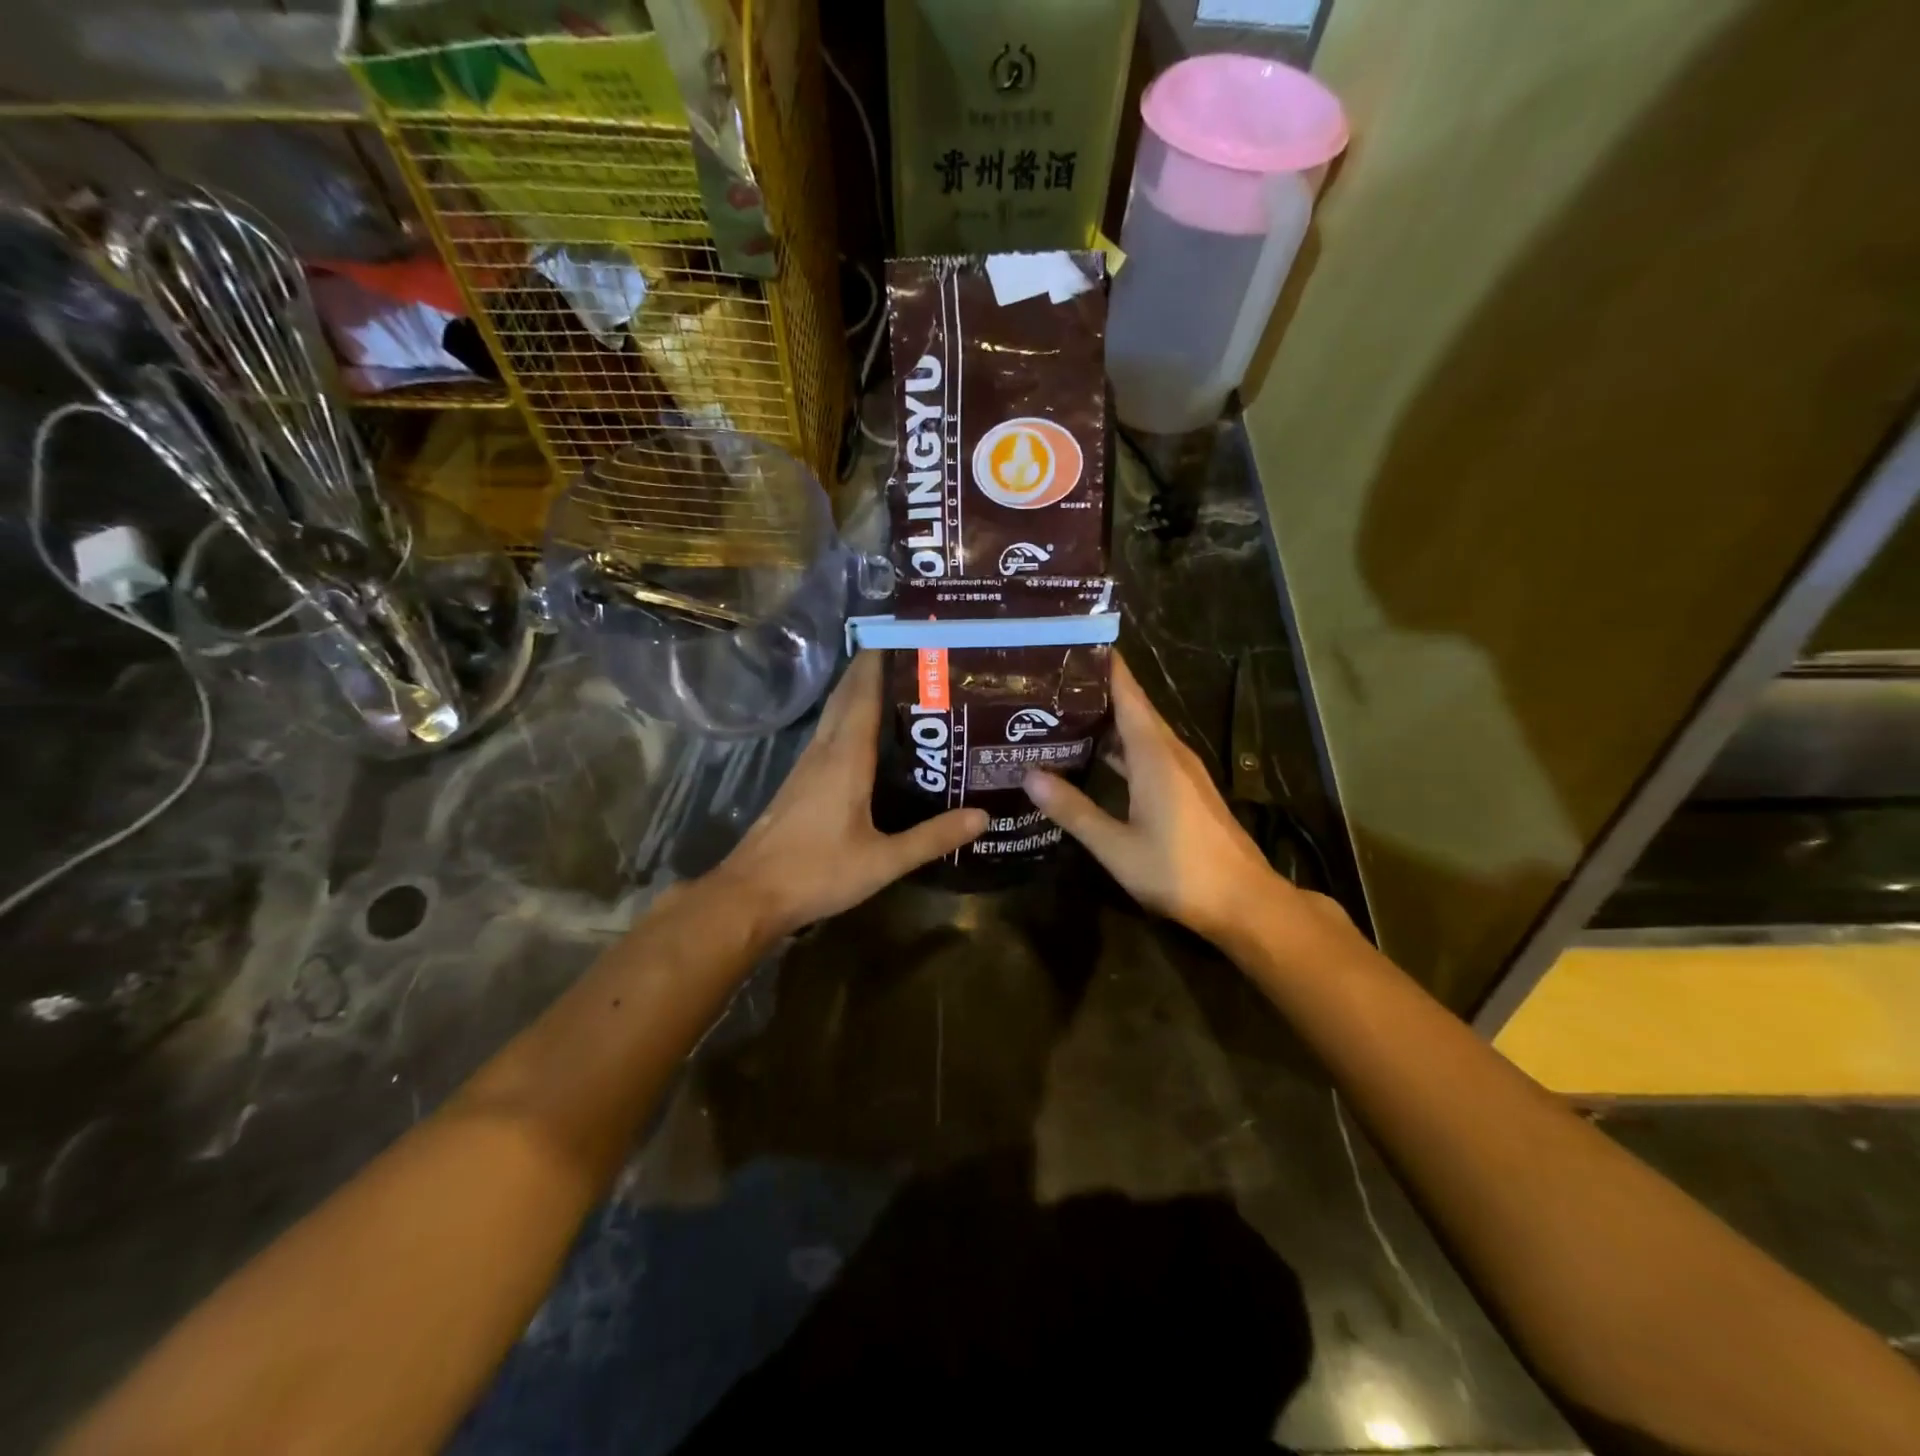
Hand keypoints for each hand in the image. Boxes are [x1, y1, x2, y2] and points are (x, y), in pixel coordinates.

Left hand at [713, 652, 986, 937]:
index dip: (880, 662)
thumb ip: (932, 837)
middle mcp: (823, 752)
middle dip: (870, 669)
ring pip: (833, 714)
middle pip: (846, 697)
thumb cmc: (818, 872)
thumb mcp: (883, 860)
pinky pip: (827, 735)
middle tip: (908, 652)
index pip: (864, 695)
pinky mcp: (798, 783)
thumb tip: (982, 816)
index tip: (903, 634)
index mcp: (845, 759)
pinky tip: (863, 733)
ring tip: (893, 682)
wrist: (750, 895)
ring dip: (857, 691)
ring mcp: (805, 766)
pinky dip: (846, 718)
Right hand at [1022, 652, 1305, 947]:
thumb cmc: (1179, 870)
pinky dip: (1119, 748)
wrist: (1244, 901)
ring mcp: (1181, 771)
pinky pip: (1147, 754)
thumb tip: (1029, 775)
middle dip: (1094, 691)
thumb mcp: (1116, 846)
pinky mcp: (1185, 789)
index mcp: (1154, 754)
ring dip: (1105, 721)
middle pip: (1131, 707)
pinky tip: (1094, 758)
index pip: (1127, 693)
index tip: (1069, 644)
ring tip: (1060, 714)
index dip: (1103, 665)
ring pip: (1139, 732)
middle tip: (1046, 683)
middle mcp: (1170, 752)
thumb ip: (1073, 810)